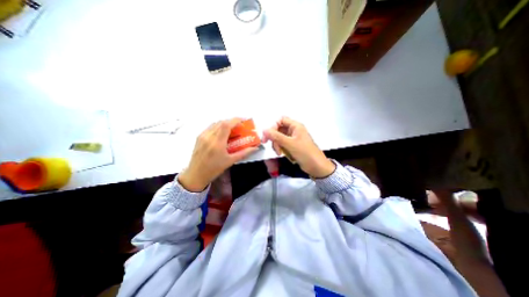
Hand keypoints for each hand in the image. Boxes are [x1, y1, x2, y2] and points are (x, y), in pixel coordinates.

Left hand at [179, 118, 258, 192]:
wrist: (196, 174)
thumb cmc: (214, 169)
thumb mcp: (230, 161)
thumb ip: (244, 153)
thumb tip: (255, 148)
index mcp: (217, 143)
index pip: (226, 125)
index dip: (235, 120)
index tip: (243, 121)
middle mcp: (209, 136)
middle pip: (221, 122)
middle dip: (232, 122)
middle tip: (239, 126)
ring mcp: (202, 136)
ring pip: (215, 124)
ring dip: (225, 124)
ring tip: (231, 129)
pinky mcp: (199, 137)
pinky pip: (210, 127)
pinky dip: (218, 127)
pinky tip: (221, 134)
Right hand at [263, 116, 333, 176]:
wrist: (316, 166)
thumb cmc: (305, 153)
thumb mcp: (290, 144)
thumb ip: (276, 136)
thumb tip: (264, 130)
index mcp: (295, 126)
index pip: (281, 120)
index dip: (273, 126)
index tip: (267, 136)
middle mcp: (294, 130)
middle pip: (278, 129)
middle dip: (274, 138)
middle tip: (271, 146)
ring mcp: (293, 138)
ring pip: (279, 138)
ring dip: (277, 145)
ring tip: (279, 152)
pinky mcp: (292, 146)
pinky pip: (282, 144)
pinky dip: (280, 148)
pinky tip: (282, 154)